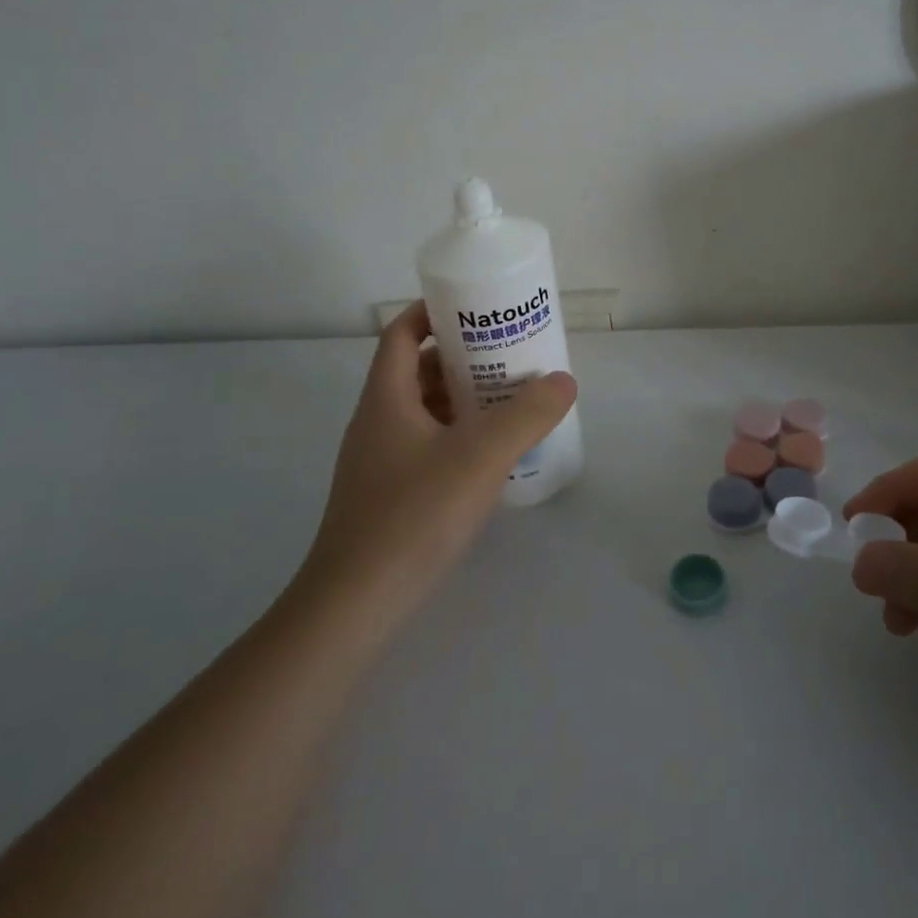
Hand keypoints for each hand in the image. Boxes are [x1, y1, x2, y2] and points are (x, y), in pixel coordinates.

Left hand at [297, 301, 576, 641]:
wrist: (353, 607)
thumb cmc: (413, 516)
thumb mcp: (480, 457)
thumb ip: (527, 415)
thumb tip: (563, 380)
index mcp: (386, 398)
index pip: (401, 334)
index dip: (433, 312)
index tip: (476, 310)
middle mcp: (377, 422)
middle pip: (417, 370)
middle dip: (463, 358)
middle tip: (510, 356)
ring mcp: (379, 461)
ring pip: (423, 410)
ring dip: (462, 399)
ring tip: (509, 401)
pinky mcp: (388, 495)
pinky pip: (426, 445)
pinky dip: (457, 436)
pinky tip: (489, 456)